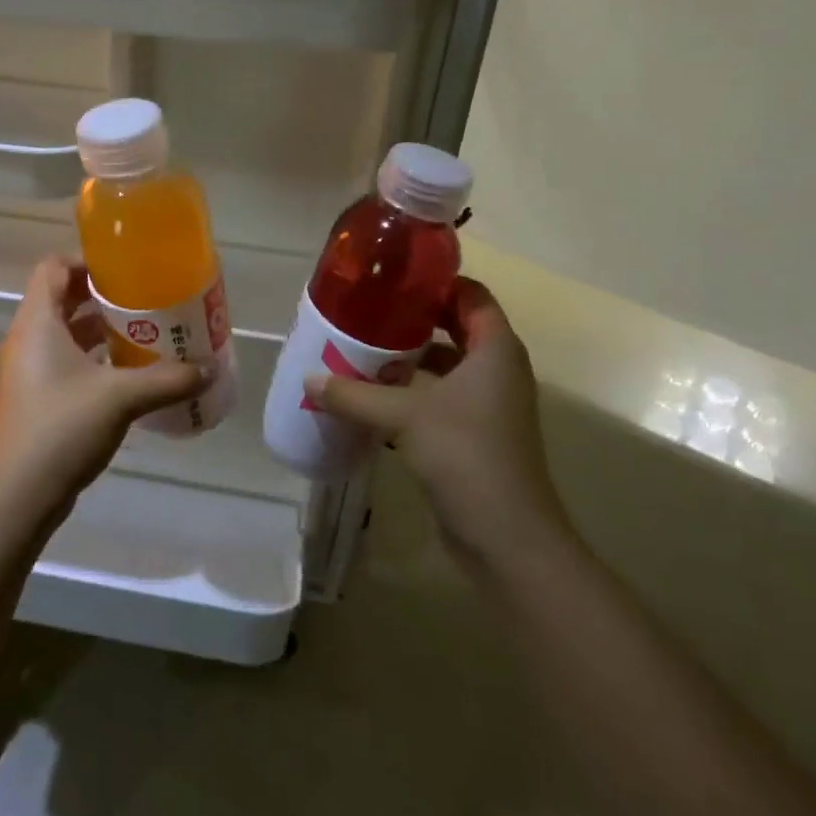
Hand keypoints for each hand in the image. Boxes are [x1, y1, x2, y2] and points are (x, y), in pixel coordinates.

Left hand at [0, 257, 205, 525]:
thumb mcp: (121, 398)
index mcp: (38, 323)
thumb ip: (167, 379)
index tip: (125, 270)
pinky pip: (65, 363)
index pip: (53, 268)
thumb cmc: (62, 429)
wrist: (17, 496)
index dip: (86, 261)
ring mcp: (28, 372)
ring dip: (100, 330)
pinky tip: (128, 375)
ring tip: (144, 333)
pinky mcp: (35, 399)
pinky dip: (94, 360)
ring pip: (65, 334)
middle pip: (61, 299)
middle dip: (102, 297)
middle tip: (144, 300)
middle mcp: (27, 340)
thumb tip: (208, 369)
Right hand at [303, 278, 569, 571]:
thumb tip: (309, 379)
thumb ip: (354, 395)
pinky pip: (440, 399)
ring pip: (446, 366)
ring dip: (409, 359)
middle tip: (368, 311)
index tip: (394, 278)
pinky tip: (373, 399)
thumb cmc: (465, 454)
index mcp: (495, 350)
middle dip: (414, 320)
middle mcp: (497, 370)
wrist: (506, 536)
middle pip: (456, 328)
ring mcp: (488, 405)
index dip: (436, 282)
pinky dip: (411, 393)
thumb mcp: (403, 416)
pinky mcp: (475, 435)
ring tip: (362, 351)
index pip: (471, 295)